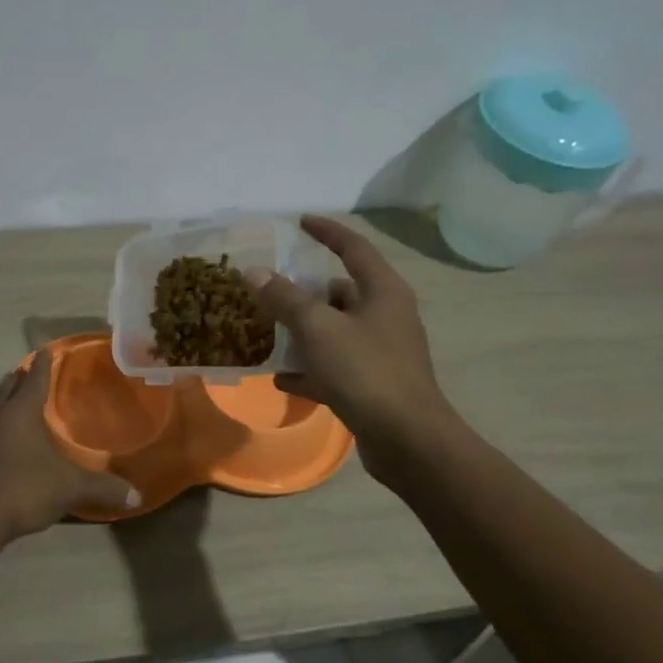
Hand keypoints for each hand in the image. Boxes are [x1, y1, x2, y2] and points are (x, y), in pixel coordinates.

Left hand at [0, 349, 139, 548]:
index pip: (35, 379)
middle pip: (6, 388)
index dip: (43, 365)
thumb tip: (137, 496)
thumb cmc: (22, 491)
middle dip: (18, 380)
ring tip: (5, 401)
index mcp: (20, 412)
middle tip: (26, 375)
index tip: (45, 351)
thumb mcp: (69, 489)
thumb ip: (102, 488)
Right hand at [253, 216, 455, 484]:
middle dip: (306, 292)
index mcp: (383, 292)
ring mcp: (382, 352)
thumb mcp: (319, 329)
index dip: (327, 232)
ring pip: (336, 332)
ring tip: (269, 332)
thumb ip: (285, 299)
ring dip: (305, 333)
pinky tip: (282, 378)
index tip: (301, 221)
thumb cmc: (366, 372)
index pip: (354, 247)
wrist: (407, 440)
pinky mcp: (374, 385)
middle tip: (271, 291)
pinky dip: (311, 369)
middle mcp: (387, 316)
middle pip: (342, 292)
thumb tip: (254, 272)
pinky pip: (335, 367)